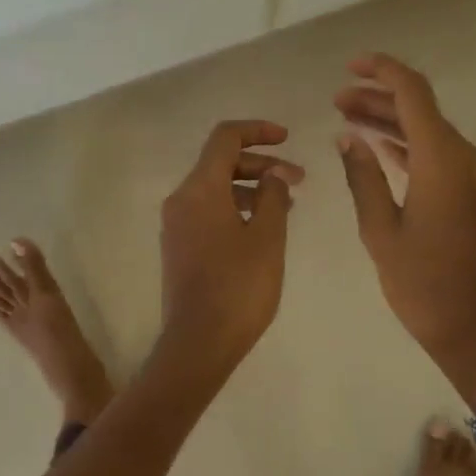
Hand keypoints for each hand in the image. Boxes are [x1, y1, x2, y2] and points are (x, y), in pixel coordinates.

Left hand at [157, 120, 304, 376]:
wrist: (198, 343)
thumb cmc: (239, 287)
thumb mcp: (268, 237)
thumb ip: (274, 196)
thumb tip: (275, 174)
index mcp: (200, 189)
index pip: (225, 138)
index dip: (257, 131)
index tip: (287, 139)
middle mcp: (181, 199)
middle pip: (220, 163)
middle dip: (261, 165)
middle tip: (299, 179)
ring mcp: (177, 225)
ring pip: (216, 189)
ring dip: (251, 188)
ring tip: (287, 205)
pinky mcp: (179, 247)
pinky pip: (209, 211)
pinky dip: (237, 208)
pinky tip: (263, 227)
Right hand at [335, 54, 475, 405]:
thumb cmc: (423, 285)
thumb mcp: (381, 232)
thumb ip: (363, 178)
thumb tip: (348, 138)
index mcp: (442, 161)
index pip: (413, 93)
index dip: (382, 72)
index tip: (350, 67)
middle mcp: (464, 159)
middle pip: (421, 110)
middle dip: (379, 99)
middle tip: (337, 101)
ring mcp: (474, 177)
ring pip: (430, 132)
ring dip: (392, 123)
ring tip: (349, 120)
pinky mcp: (475, 196)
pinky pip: (440, 156)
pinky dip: (409, 147)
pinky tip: (380, 150)